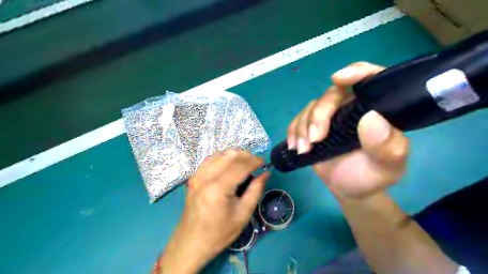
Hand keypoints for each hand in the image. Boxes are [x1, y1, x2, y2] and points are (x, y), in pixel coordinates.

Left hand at [158, 151, 268, 272]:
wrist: (191, 243)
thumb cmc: (219, 233)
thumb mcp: (243, 214)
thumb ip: (256, 191)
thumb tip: (266, 173)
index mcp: (217, 189)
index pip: (239, 165)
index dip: (254, 161)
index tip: (265, 163)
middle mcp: (205, 177)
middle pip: (229, 156)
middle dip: (246, 156)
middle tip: (256, 164)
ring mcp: (197, 176)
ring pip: (220, 154)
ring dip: (235, 156)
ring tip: (245, 164)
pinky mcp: (194, 177)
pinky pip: (210, 160)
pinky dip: (223, 159)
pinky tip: (230, 166)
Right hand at [287, 62, 408, 198]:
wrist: (348, 188)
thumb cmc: (371, 176)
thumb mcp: (387, 165)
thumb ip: (387, 145)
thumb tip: (371, 118)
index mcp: (374, 109)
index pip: (370, 79)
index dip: (356, 72)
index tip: (338, 79)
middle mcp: (351, 107)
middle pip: (331, 95)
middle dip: (319, 115)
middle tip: (315, 139)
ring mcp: (329, 117)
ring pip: (311, 107)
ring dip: (303, 127)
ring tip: (304, 150)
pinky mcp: (312, 126)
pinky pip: (298, 119)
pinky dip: (293, 131)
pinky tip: (295, 146)